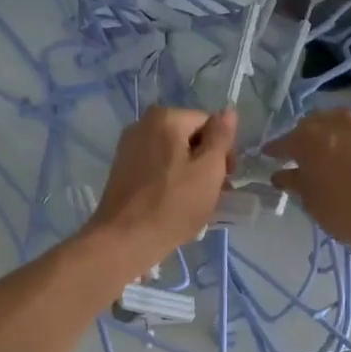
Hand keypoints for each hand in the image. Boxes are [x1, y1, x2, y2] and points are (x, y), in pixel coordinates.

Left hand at [90, 107, 236, 269]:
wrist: (124, 240)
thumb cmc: (173, 205)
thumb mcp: (208, 170)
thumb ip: (221, 137)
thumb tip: (228, 111)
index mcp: (166, 118)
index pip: (209, 123)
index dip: (223, 150)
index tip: (226, 179)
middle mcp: (143, 124)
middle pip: (189, 136)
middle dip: (205, 161)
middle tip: (213, 193)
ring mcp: (129, 147)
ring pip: (172, 153)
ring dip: (189, 172)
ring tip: (194, 201)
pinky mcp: (121, 168)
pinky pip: (156, 166)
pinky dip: (169, 179)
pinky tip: (173, 202)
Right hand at [266, 108, 350, 252]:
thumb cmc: (346, 210)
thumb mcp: (313, 202)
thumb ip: (296, 184)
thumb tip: (281, 174)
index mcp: (307, 139)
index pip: (283, 142)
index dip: (275, 150)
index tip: (268, 156)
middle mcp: (334, 122)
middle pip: (312, 125)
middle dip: (304, 137)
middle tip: (302, 155)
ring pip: (340, 118)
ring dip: (332, 128)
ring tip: (331, 144)